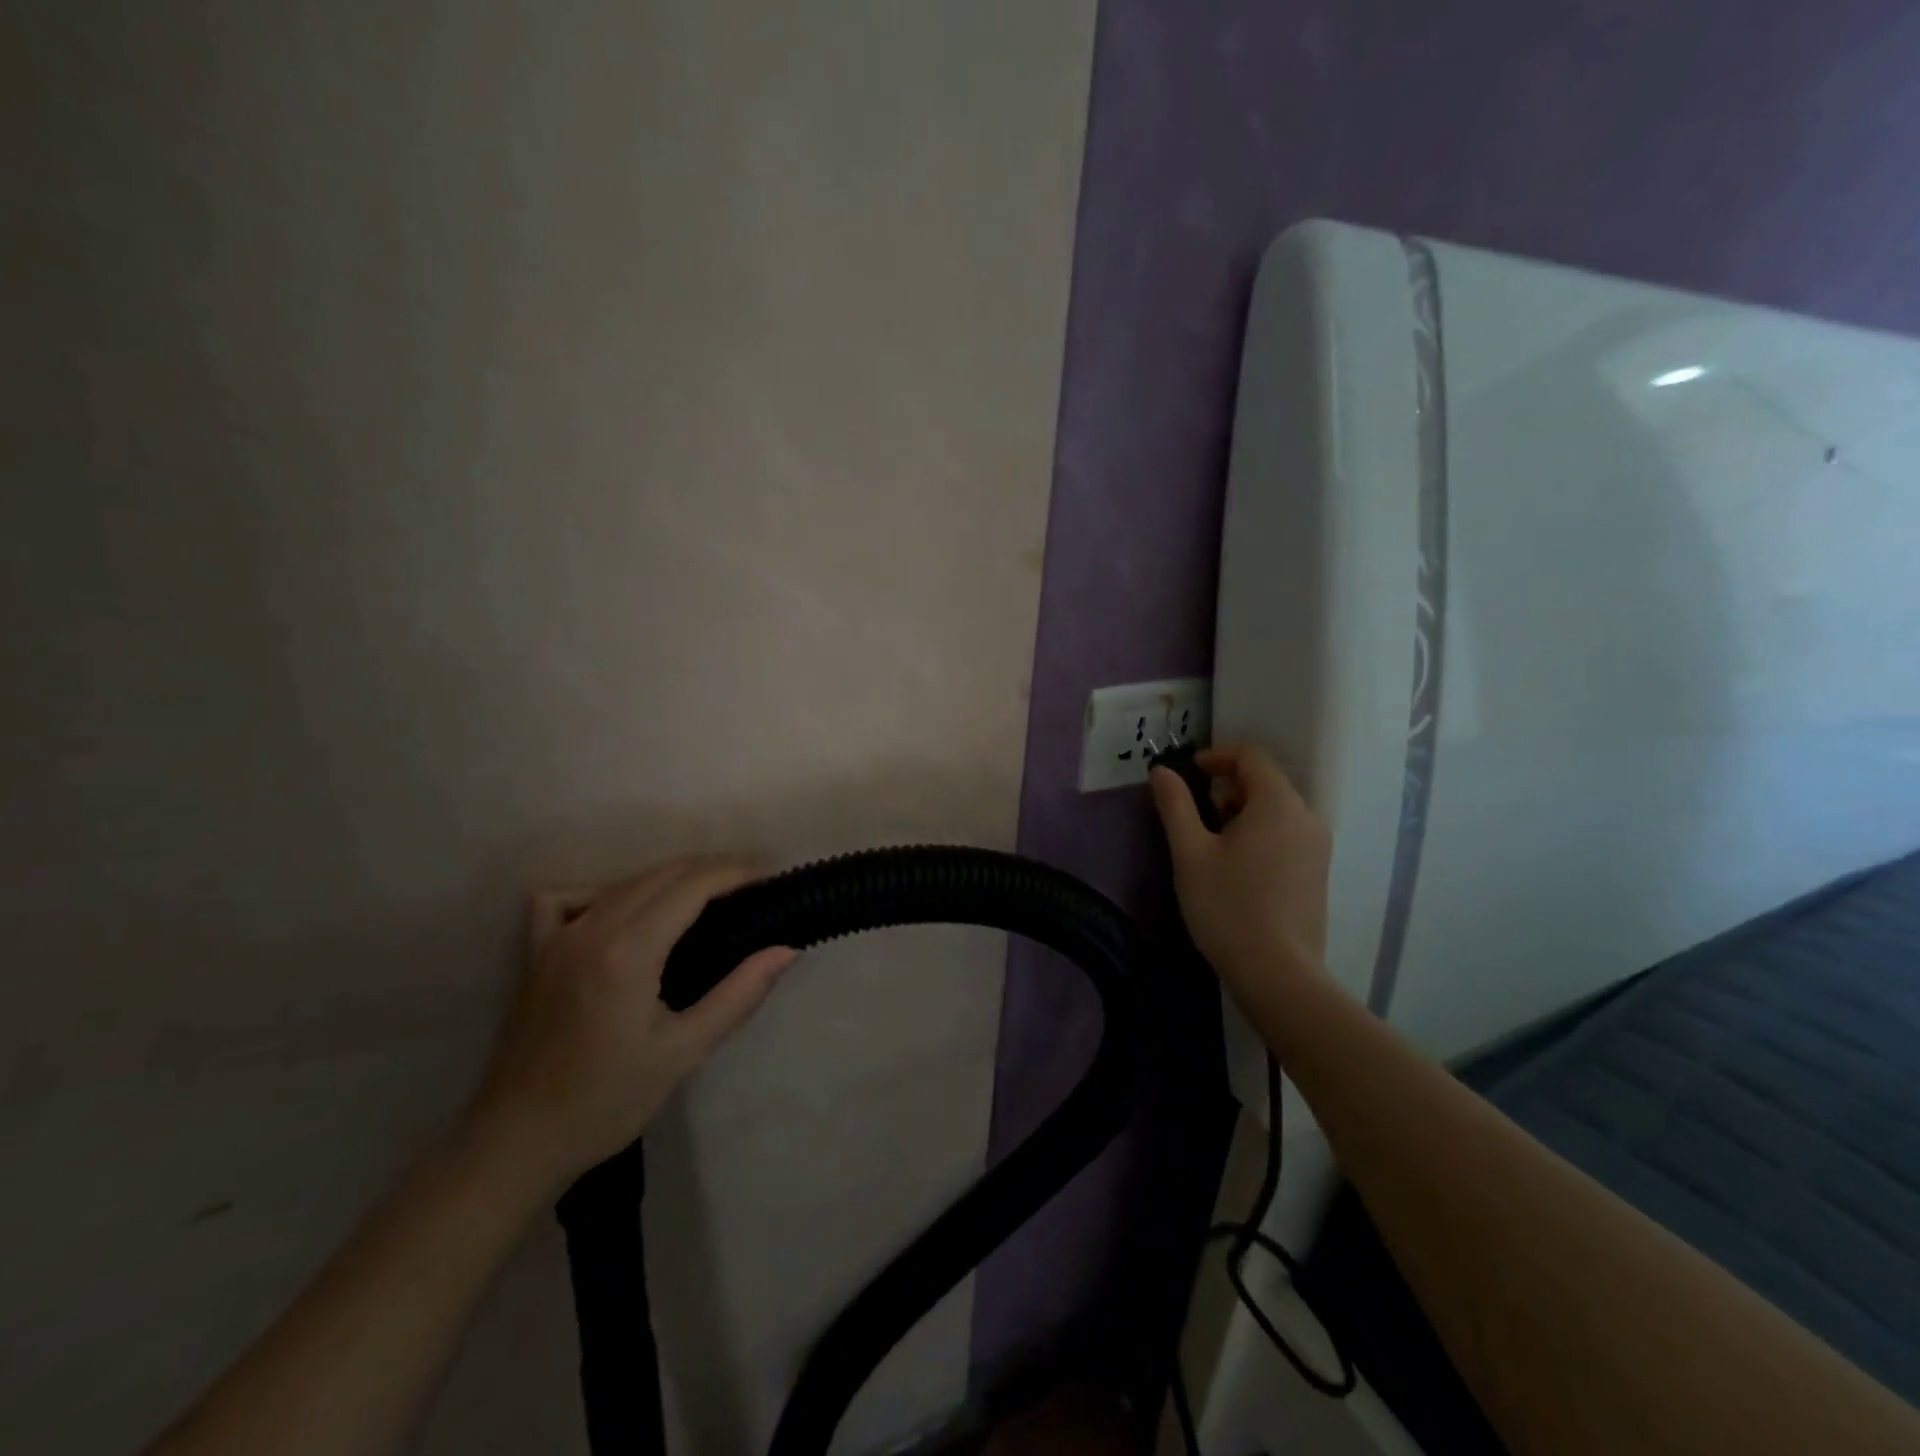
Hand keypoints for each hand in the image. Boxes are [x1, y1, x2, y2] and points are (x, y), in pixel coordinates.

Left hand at [463, 857, 795, 1189]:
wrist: (518, 1143)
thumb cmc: (607, 1101)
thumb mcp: (683, 1051)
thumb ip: (739, 994)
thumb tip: (787, 950)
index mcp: (628, 950)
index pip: (692, 884)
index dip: (736, 872)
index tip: (770, 878)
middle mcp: (591, 928)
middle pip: (663, 873)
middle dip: (713, 870)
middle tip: (752, 890)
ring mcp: (558, 936)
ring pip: (625, 881)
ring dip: (672, 878)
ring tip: (709, 899)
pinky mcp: (536, 952)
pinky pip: (570, 898)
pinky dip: (605, 891)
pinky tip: (623, 913)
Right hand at [1150, 743, 1331, 998]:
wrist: (1277, 973)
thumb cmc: (1227, 906)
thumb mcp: (1190, 852)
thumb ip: (1175, 805)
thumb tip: (1162, 771)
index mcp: (1278, 803)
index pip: (1251, 756)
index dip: (1216, 756)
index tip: (1188, 772)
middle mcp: (1306, 816)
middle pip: (1266, 781)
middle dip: (1228, 785)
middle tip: (1195, 812)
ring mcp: (1317, 846)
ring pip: (1277, 809)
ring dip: (1242, 810)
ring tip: (1212, 841)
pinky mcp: (1318, 872)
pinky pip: (1287, 833)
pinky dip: (1260, 832)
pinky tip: (1237, 865)